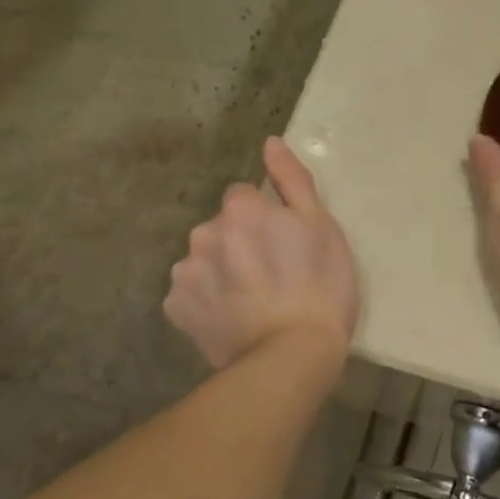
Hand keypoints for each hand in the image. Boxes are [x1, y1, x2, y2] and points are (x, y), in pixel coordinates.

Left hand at [164, 138, 358, 368]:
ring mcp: (186, 273)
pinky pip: (191, 293)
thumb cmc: (320, 285)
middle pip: (221, 227)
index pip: (245, 197)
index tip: (286, 243)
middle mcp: (204, 233)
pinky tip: (233, 317)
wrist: (293, 355)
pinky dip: (207, 300)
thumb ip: (292, 180)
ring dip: (222, 269)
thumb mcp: (322, 226)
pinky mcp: (177, 309)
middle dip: (241, 241)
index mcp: (240, 210)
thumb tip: (270, 143)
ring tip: (253, 300)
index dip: (267, 218)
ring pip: (205, 258)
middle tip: (274, 274)